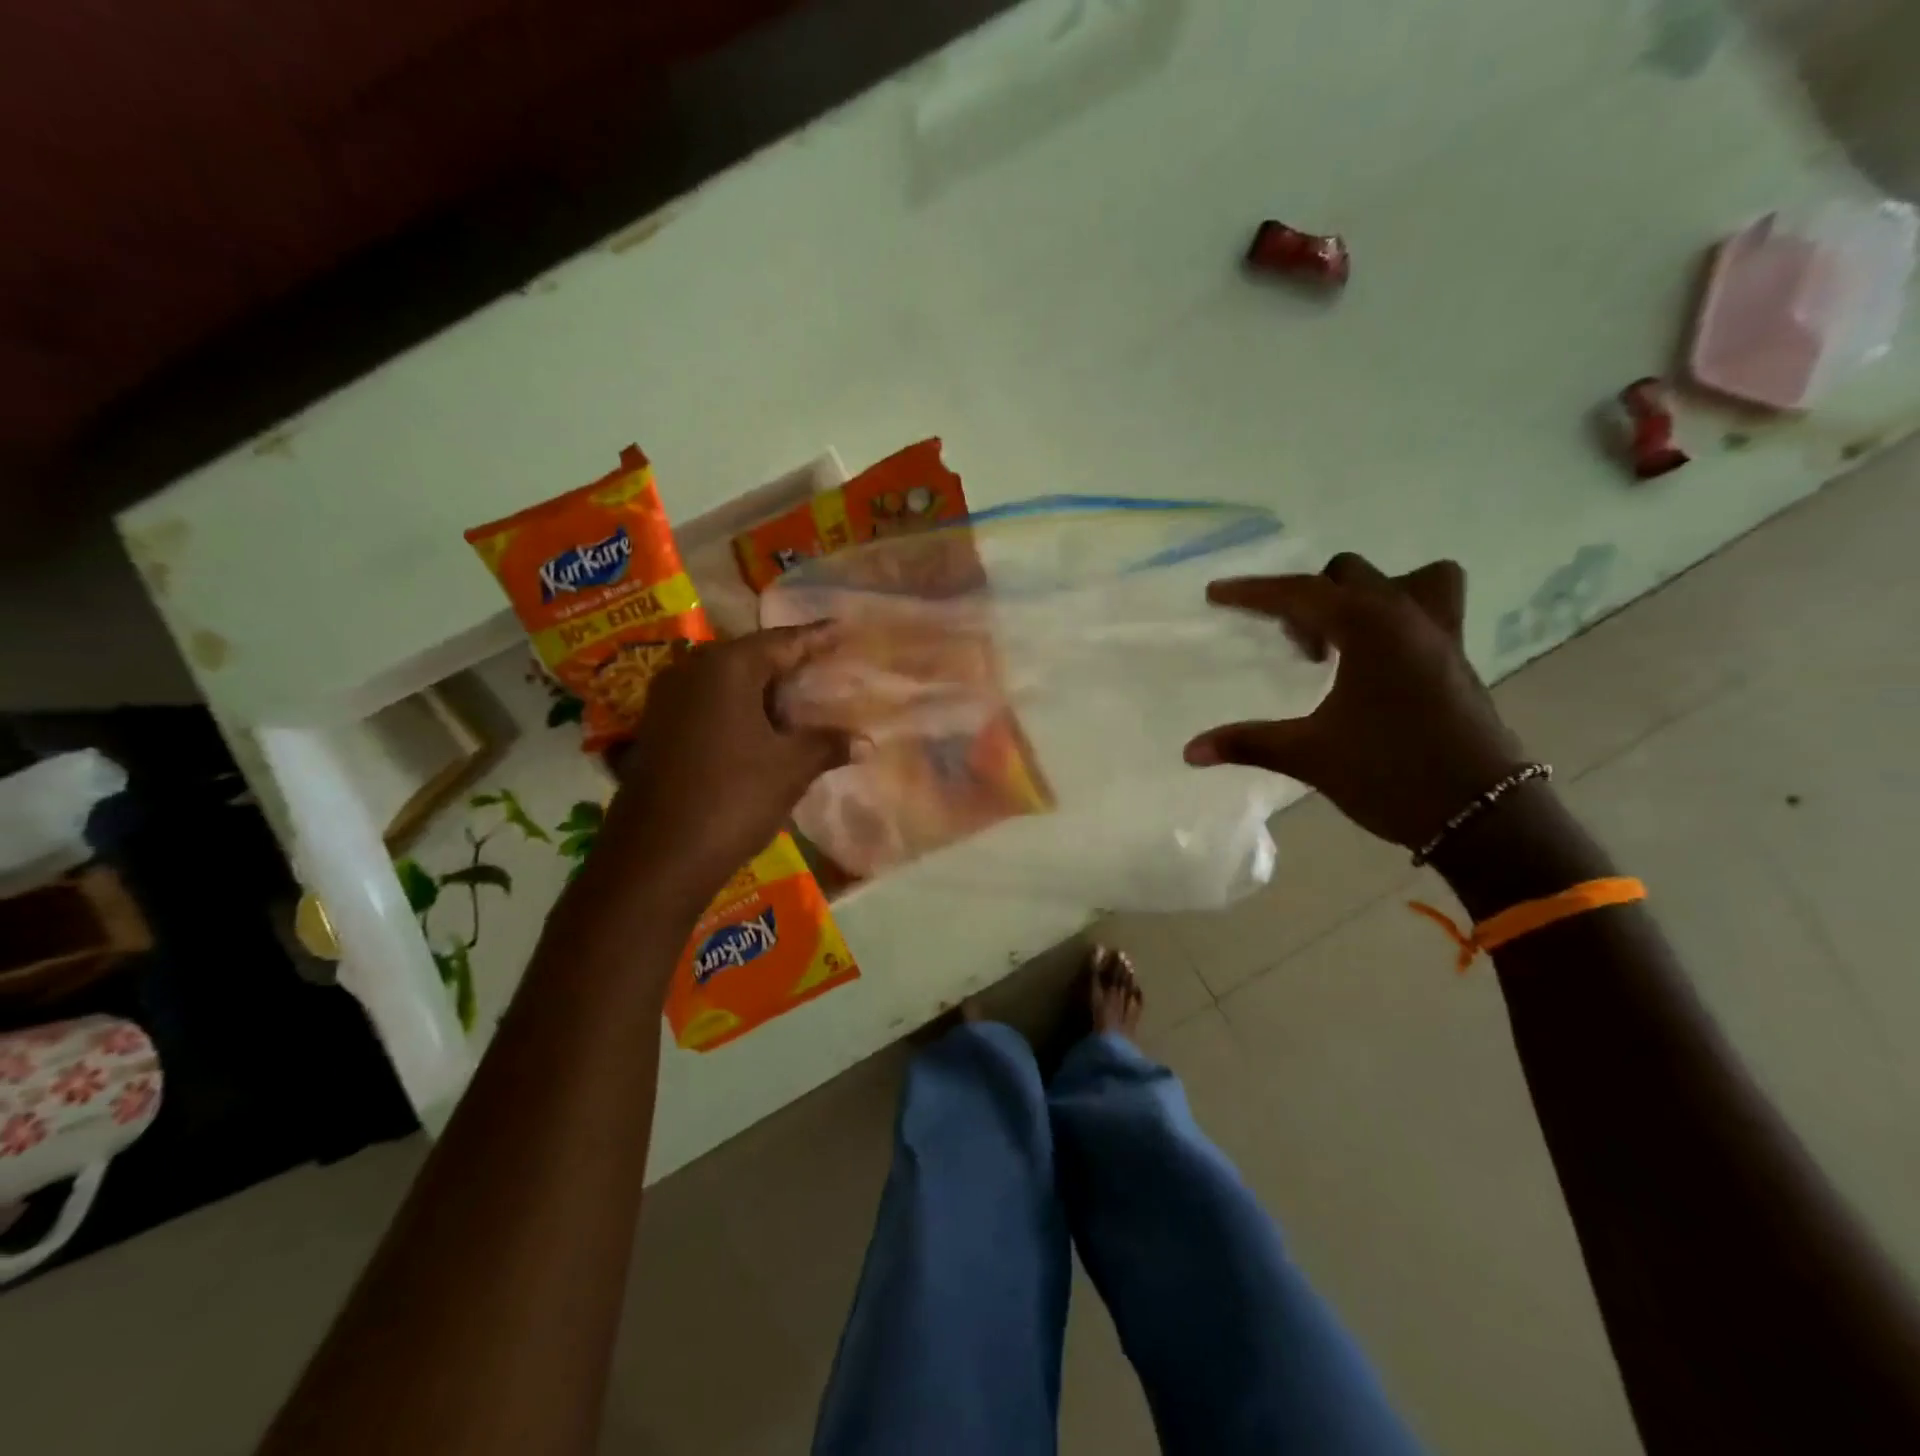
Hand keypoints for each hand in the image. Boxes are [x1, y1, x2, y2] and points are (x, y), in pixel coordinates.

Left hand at [593, 625, 851, 913]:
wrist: (656, 856)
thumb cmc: (732, 797)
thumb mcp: (790, 768)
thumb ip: (828, 744)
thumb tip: (867, 741)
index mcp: (726, 667)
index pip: (782, 641)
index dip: (816, 637)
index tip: (841, 627)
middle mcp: (690, 672)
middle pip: (750, 658)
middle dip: (788, 665)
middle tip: (824, 667)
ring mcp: (666, 702)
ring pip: (726, 684)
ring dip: (762, 692)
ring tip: (798, 701)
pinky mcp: (656, 732)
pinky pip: (707, 707)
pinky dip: (738, 712)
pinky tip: (760, 732)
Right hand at [1184, 553, 1527, 850]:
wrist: (1482, 814)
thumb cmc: (1390, 774)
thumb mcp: (1308, 756)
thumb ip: (1247, 743)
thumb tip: (1189, 752)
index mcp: (1369, 628)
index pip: (1299, 593)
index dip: (1252, 593)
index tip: (1215, 594)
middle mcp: (1408, 617)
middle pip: (1348, 576)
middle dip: (1308, 599)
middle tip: (1294, 646)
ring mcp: (1442, 637)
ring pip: (1407, 581)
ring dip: (1365, 598)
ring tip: (1341, 639)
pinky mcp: (1458, 661)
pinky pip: (1427, 612)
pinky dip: (1395, 619)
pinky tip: (1373, 664)